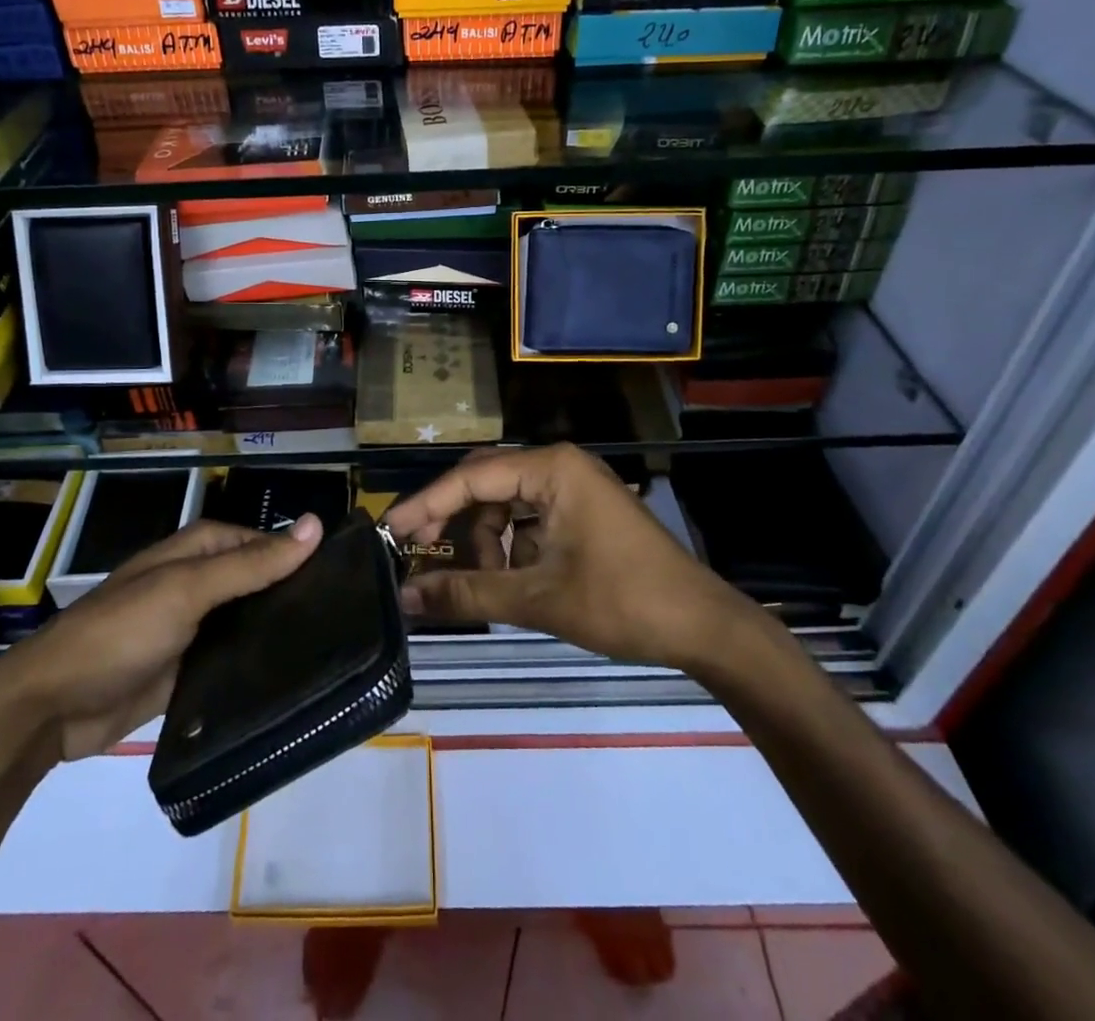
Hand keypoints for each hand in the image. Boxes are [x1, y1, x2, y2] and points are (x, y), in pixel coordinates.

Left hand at [0, 514, 321, 759]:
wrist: (53, 707)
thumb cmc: (121, 631)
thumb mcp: (188, 589)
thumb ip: (251, 563)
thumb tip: (314, 524)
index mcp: (199, 550)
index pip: (264, 543)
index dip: (299, 554)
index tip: (345, 577)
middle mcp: (200, 583)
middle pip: (259, 582)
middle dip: (294, 595)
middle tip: (347, 618)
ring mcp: (195, 628)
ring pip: (250, 622)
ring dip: (278, 633)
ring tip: (333, 650)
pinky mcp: (190, 671)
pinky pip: (234, 661)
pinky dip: (257, 667)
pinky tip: (294, 680)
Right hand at [386, 444, 760, 676]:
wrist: (705, 628)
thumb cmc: (622, 603)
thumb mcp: (537, 599)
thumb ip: (467, 593)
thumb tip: (404, 598)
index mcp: (551, 468)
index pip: (471, 477)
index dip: (426, 504)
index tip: (389, 532)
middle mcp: (560, 466)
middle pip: (486, 484)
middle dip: (453, 520)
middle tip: (418, 554)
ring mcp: (575, 488)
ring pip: (507, 505)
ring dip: (486, 542)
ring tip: (484, 586)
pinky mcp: (583, 512)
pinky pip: (530, 520)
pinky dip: (512, 549)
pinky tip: (513, 583)